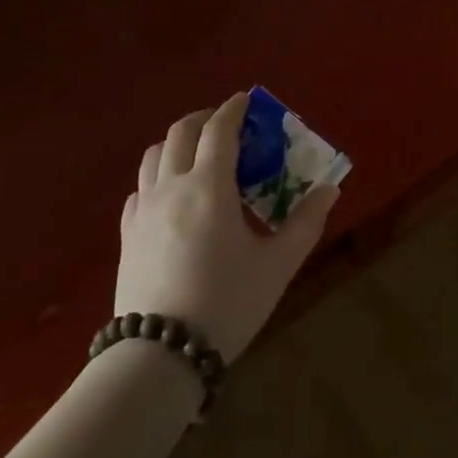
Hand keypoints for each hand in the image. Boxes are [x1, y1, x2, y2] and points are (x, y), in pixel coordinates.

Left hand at [114, 93, 338, 361]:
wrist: (159, 357)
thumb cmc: (226, 304)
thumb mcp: (277, 265)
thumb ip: (305, 222)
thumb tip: (329, 190)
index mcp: (209, 187)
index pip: (219, 130)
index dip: (234, 109)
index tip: (248, 100)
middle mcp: (171, 187)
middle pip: (181, 133)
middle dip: (204, 119)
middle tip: (227, 125)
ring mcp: (143, 211)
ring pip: (154, 156)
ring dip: (178, 143)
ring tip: (199, 154)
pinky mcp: (127, 235)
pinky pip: (140, 189)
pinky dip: (158, 176)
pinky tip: (172, 195)